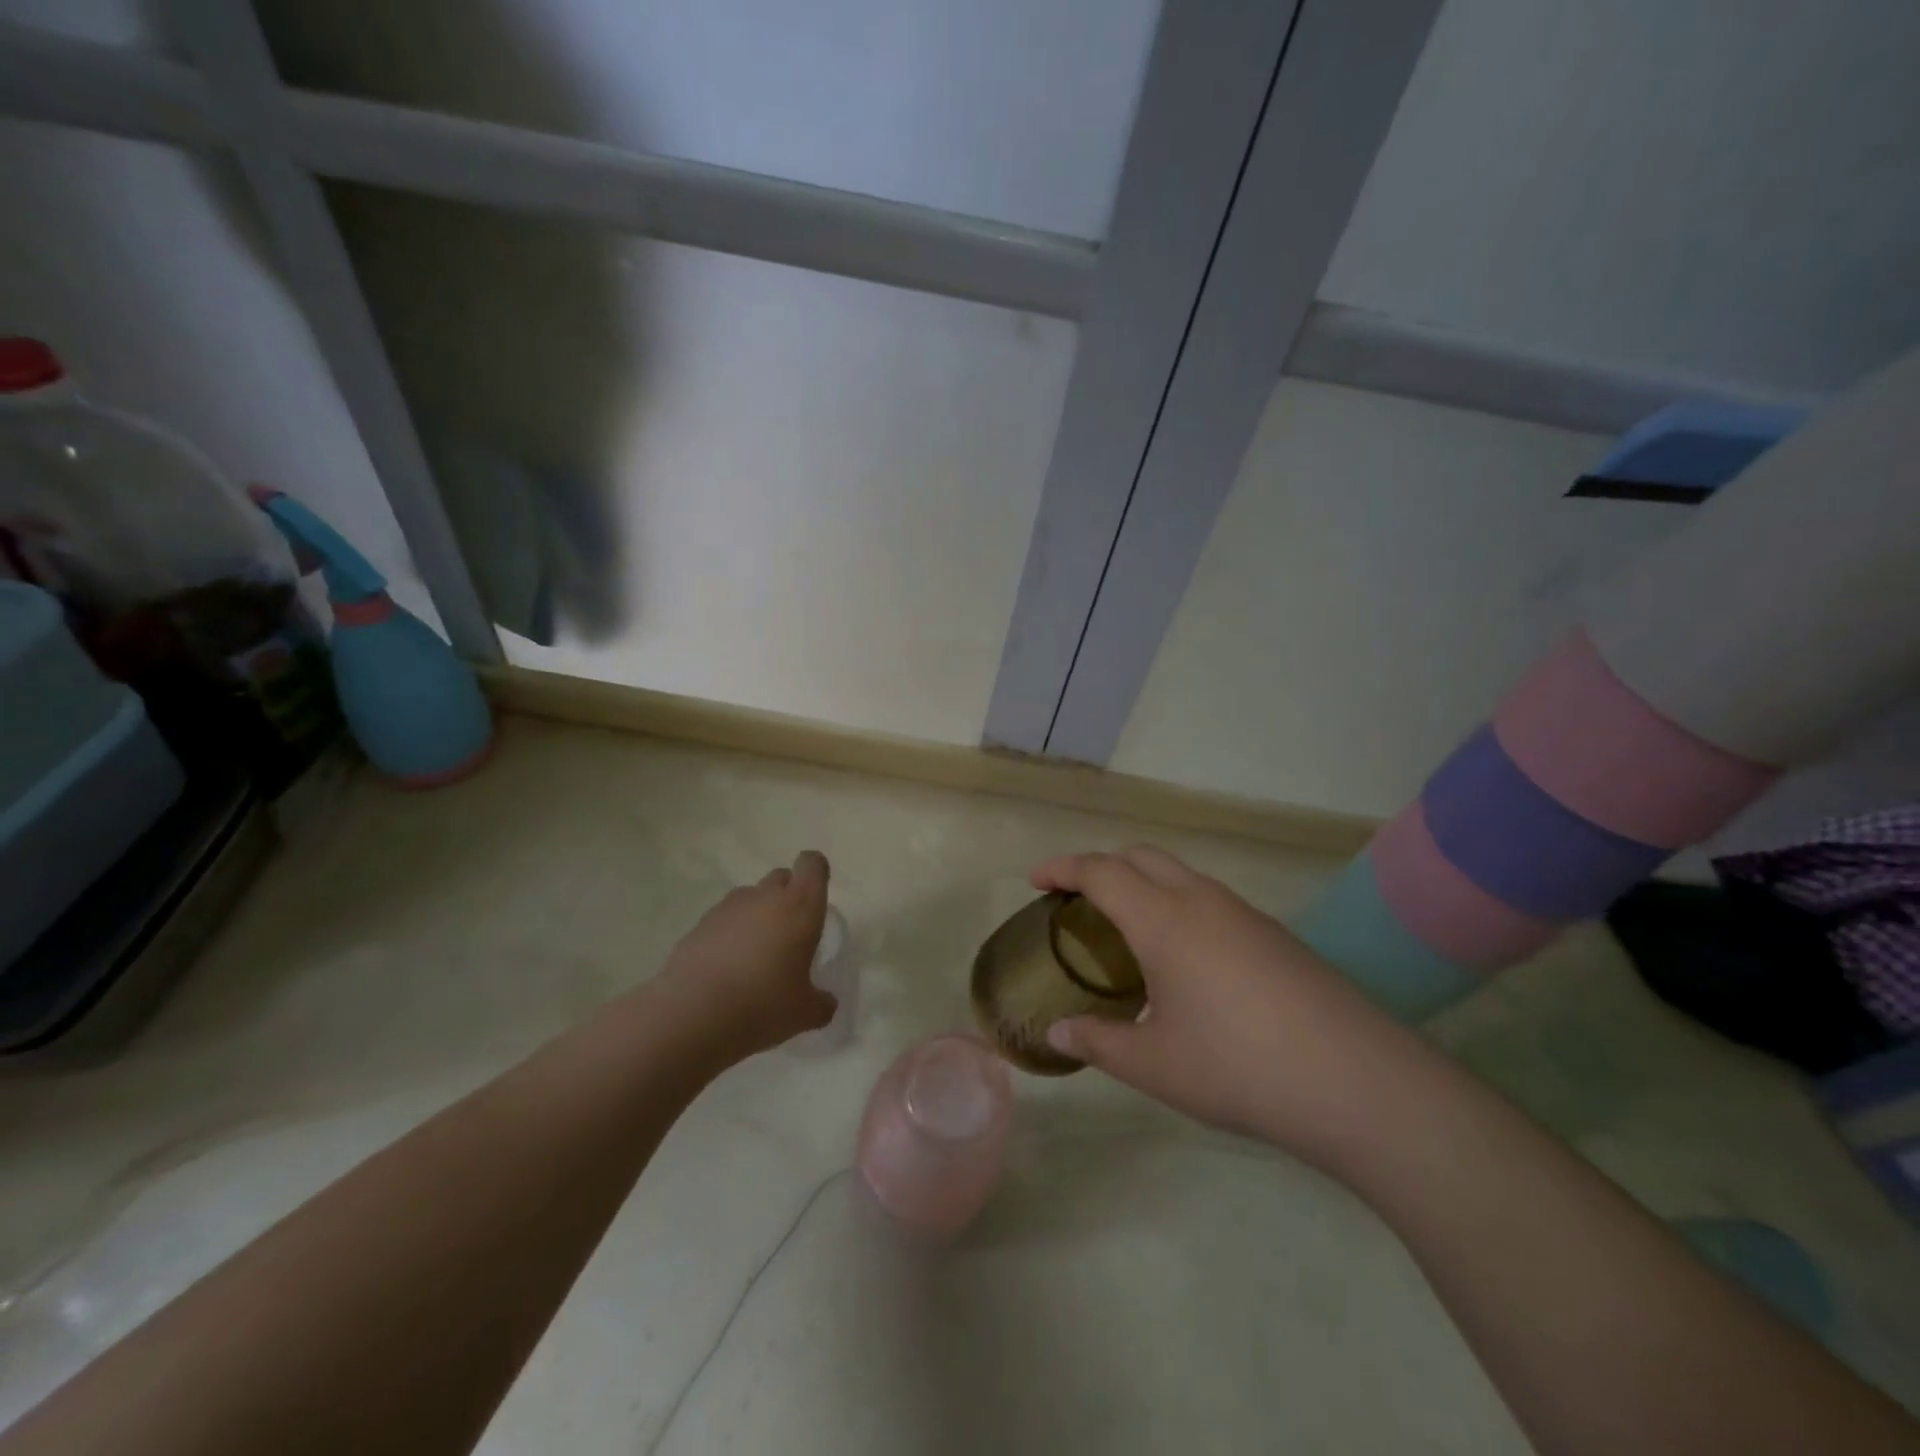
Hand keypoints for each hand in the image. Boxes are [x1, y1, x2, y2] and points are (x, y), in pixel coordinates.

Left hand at [656, 850, 837, 1062]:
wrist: (691, 1016)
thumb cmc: (762, 1005)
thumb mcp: (805, 1014)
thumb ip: (821, 1003)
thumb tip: (825, 1002)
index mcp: (799, 907)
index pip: (812, 864)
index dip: (816, 874)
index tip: (815, 899)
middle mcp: (764, 897)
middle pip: (781, 877)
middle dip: (788, 896)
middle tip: (790, 934)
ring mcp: (727, 908)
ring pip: (750, 897)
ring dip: (757, 915)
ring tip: (755, 955)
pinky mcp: (698, 925)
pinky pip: (723, 919)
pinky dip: (729, 934)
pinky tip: (726, 969)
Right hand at [1033, 846, 1437, 1168]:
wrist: (1358, 1082)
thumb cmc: (1239, 1067)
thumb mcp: (1155, 1065)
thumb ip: (1098, 1043)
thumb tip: (1057, 1033)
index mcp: (1163, 920)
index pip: (1101, 871)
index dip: (1063, 867)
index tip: (1036, 879)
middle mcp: (1202, 901)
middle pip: (1140, 856)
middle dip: (1102, 866)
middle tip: (1077, 902)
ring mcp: (1244, 914)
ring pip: (1180, 874)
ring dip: (1143, 884)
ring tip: (1126, 932)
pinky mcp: (1275, 935)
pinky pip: (1209, 899)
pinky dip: (1177, 905)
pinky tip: (1184, 960)